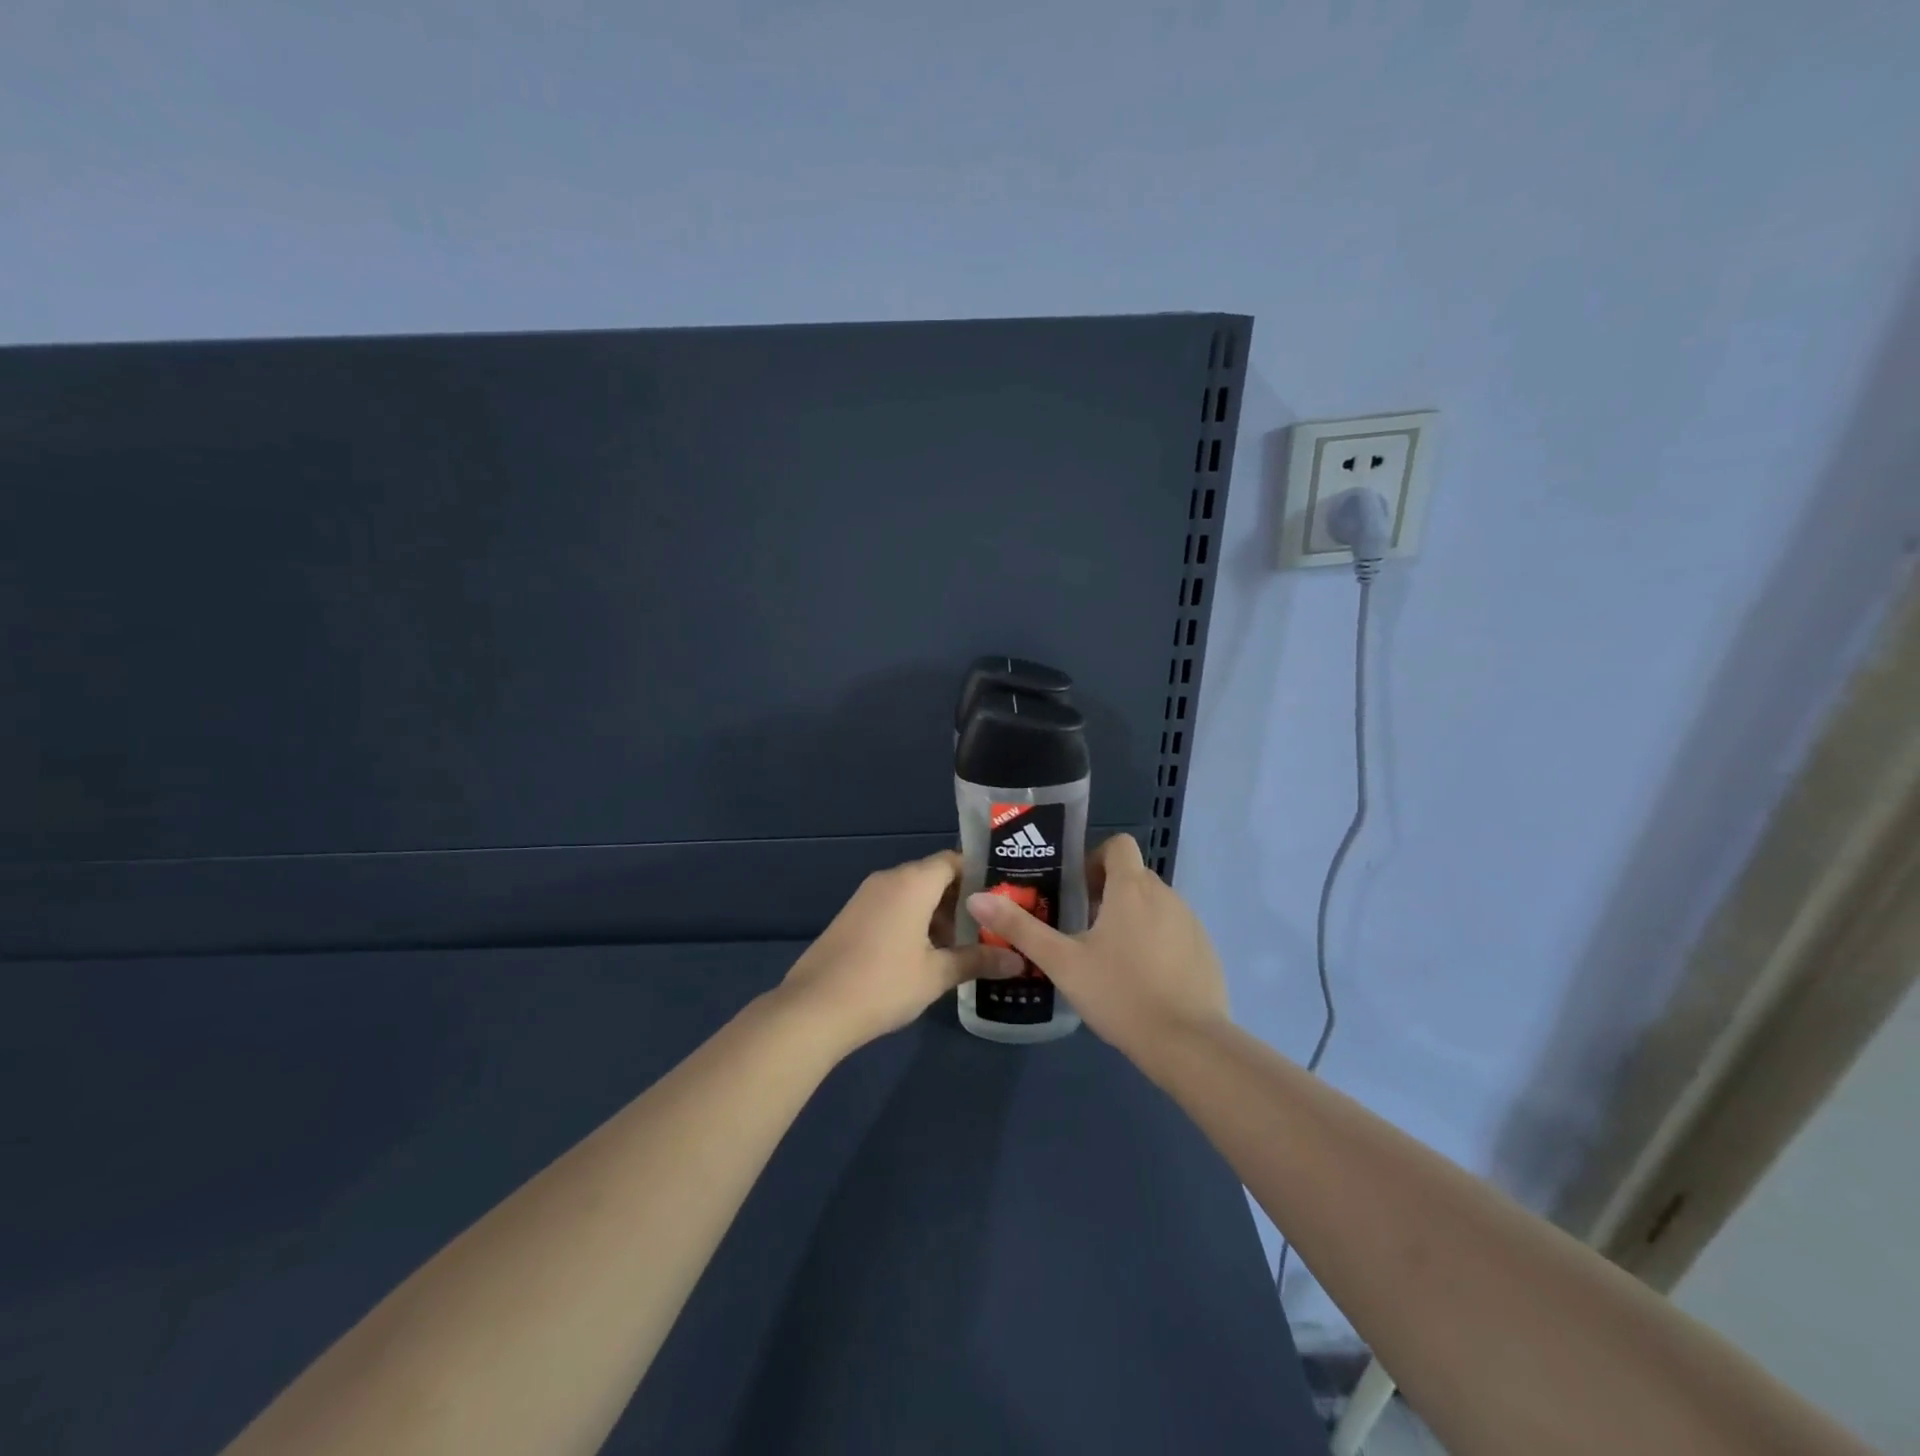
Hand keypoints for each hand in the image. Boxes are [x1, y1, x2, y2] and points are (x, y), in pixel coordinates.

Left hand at [782, 850, 1022, 1050]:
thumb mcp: (937, 974)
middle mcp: (889, 879)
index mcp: (913, 882)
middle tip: (991, 927)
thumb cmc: (883, 984)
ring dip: (938, 915)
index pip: (955, 860)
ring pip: (913, 894)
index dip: (981, 875)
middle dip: (962, 900)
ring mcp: (866, 896)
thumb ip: (978, 960)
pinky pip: (893, 907)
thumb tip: (1017, 960)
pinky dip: (914, 921)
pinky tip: (926, 955)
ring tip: (964, 946)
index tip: (1004, 897)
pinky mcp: (852, 916)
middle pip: (934, 876)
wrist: (813, 1009)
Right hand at [966, 834, 1228, 1055]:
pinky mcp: (1206, 950)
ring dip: (1131, 916)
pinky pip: (1174, 930)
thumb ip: (1020, 928)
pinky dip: (1156, 940)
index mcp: (1131, 888)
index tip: (1076, 890)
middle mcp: (1166, 895)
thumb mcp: (1062, 962)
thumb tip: (976, 898)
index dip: (1095, 858)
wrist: (1188, 1043)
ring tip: (1108, 956)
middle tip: (1081, 926)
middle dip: (1107, 891)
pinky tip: (1141, 978)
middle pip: (1134, 875)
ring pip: (1155, 904)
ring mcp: (1191, 923)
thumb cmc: (1120, 993)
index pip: (1119, 845)